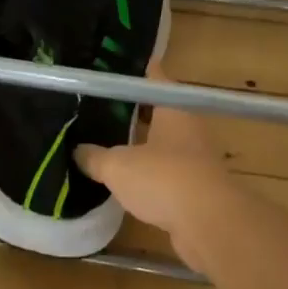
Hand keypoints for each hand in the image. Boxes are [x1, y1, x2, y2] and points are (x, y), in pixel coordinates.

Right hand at [73, 61, 235, 244]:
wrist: (209, 224)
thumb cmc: (163, 178)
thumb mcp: (118, 166)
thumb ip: (95, 157)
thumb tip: (78, 151)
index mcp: (174, 110)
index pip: (156, 80)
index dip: (140, 71)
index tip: (124, 64)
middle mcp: (190, 129)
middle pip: (161, 112)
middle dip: (137, 111)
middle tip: (106, 107)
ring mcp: (197, 160)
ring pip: (165, 144)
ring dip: (143, 145)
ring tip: (112, 144)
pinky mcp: (198, 189)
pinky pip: (168, 173)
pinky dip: (150, 174)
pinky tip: (129, 181)